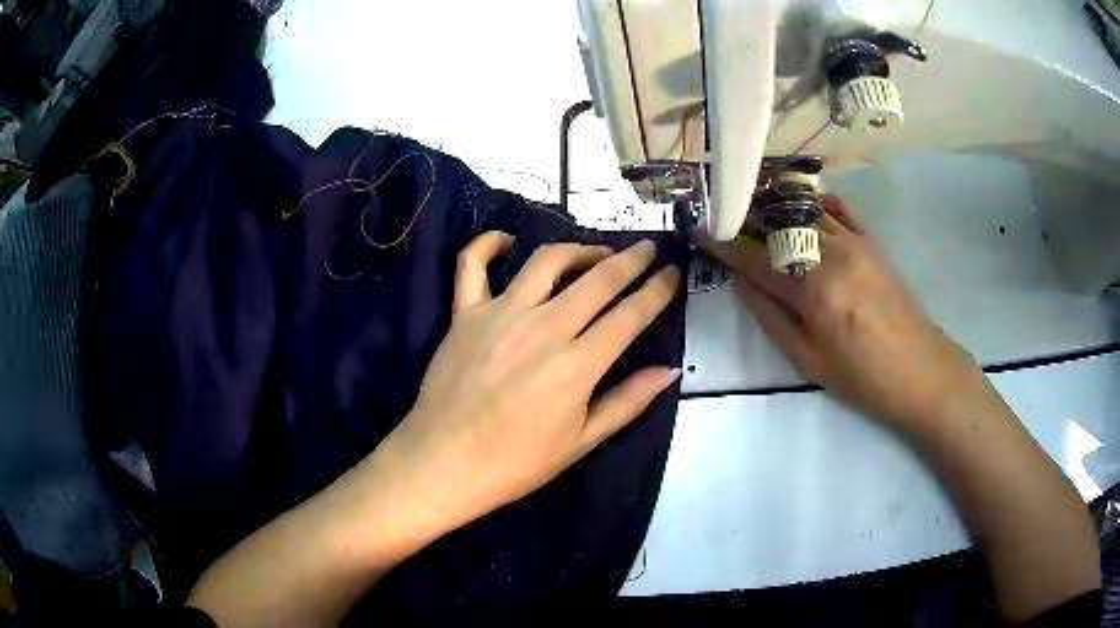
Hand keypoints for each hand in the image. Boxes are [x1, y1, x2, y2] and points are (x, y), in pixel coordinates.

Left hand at [382, 233, 680, 534]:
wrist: (443, 463)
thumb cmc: (515, 463)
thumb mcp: (581, 442)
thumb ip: (628, 402)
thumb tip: (670, 371)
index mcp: (578, 365)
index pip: (631, 315)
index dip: (658, 290)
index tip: (673, 273)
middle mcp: (544, 327)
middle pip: (598, 279)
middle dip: (631, 259)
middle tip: (648, 248)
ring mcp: (500, 314)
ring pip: (547, 261)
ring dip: (579, 249)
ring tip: (596, 253)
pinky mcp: (465, 313)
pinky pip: (472, 264)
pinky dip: (489, 244)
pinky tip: (507, 241)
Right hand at [701, 196, 986, 431]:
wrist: (921, 370)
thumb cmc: (862, 378)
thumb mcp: (808, 361)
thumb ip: (771, 317)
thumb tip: (741, 280)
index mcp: (812, 290)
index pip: (755, 258)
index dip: (723, 244)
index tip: (698, 229)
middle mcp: (831, 254)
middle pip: (777, 226)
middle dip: (745, 220)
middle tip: (722, 217)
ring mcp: (855, 242)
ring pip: (805, 212)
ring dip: (775, 208)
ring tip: (753, 208)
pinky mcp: (872, 241)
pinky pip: (838, 210)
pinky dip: (815, 203)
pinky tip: (802, 206)